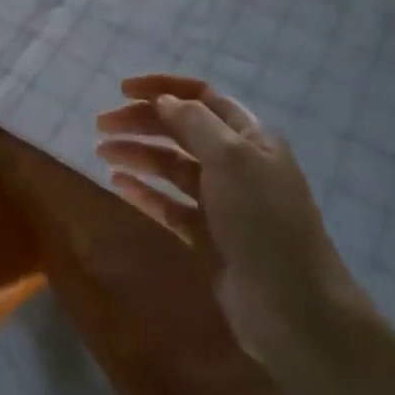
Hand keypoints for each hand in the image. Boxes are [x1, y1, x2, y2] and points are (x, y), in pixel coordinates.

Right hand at [96, 74, 359, 363]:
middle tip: (101, 125)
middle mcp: (235, 164)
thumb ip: (194, 123)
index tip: (122, 90)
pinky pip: (169, 204)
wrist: (292, 308)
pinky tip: (118, 184)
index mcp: (249, 138)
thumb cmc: (264, 222)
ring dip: (137, 153)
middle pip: (181, 130)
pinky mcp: (207, 236)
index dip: (163, 87)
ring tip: (102, 153)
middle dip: (142, 121)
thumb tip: (162, 100)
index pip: (202, 96)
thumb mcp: (232, 159)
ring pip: (171, 166)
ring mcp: (221, 202)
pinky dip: (144, 190)